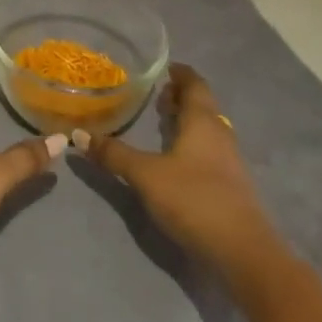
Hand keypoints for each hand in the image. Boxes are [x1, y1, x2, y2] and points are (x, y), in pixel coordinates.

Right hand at [77, 63, 279, 269]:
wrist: (244, 254)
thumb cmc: (194, 199)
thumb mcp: (146, 175)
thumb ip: (114, 155)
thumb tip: (77, 135)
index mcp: (202, 121)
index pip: (195, 84)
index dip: (181, 73)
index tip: (165, 67)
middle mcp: (219, 134)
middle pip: (202, 105)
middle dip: (181, 97)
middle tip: (157, 93)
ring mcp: (229, 161)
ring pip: (207, 128)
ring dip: (188, 121)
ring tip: (163, 122)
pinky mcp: (232, 186)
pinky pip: (210, 150)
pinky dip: (193, 144)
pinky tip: (177, 158)